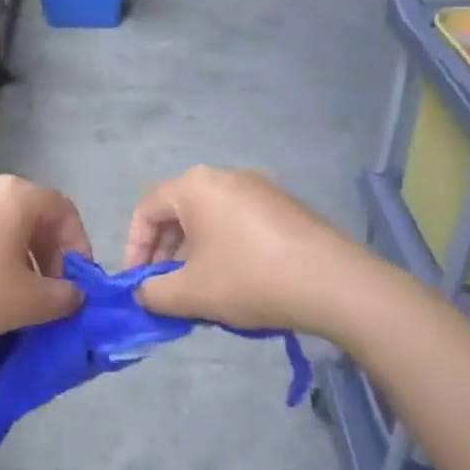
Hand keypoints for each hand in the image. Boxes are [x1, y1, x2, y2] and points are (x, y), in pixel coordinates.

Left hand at [0, 175, 91, 356]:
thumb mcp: (29, 302)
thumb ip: (63, 296)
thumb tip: (72, 294)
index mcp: (14, 194)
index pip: (63, 210)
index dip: (78, 245)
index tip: (77, 282)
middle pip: (32, 213)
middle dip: (49, 251)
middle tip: (51, 290)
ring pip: (3, 221)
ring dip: (21, 253)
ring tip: (19, 294)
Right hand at [124, 166, 399, 333]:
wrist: (335, 284)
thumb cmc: (250, 279)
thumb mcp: (191, 293)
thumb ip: (154, 293)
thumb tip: (144, 292)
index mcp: (194, 186)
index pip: (146, 210)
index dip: (134, 248)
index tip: (137, 284)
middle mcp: (224, 176)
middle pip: (178, 212)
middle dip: (165, 253)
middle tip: (165, 289)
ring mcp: (259, 188)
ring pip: (209, 219)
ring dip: (193, 254)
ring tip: (200, 291)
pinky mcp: (284, 206)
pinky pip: (238, 223)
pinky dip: (224, 248)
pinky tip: (236, 282)